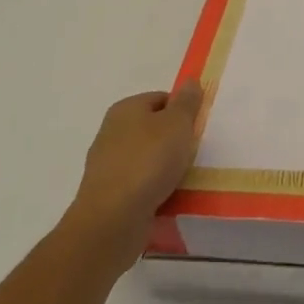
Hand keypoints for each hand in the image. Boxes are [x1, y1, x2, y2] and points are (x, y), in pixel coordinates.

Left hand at [64, 81, 203, 261]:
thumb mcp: (177, 123)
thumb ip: (187, 102)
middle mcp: (111, 133)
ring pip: (147, 159)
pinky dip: (153, 190)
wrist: (111, 221)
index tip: (196, 129)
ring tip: (184, 179)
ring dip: (165, 168)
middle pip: (154, 129)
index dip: (182, 110)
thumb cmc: (147, 162)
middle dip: (174, 141)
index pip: (162, 99)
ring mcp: (107, 167)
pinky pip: (139, 186)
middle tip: (193, 153)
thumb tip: (190, 82)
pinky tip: (167, 199)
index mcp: (125, 109)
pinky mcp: (108, 197)